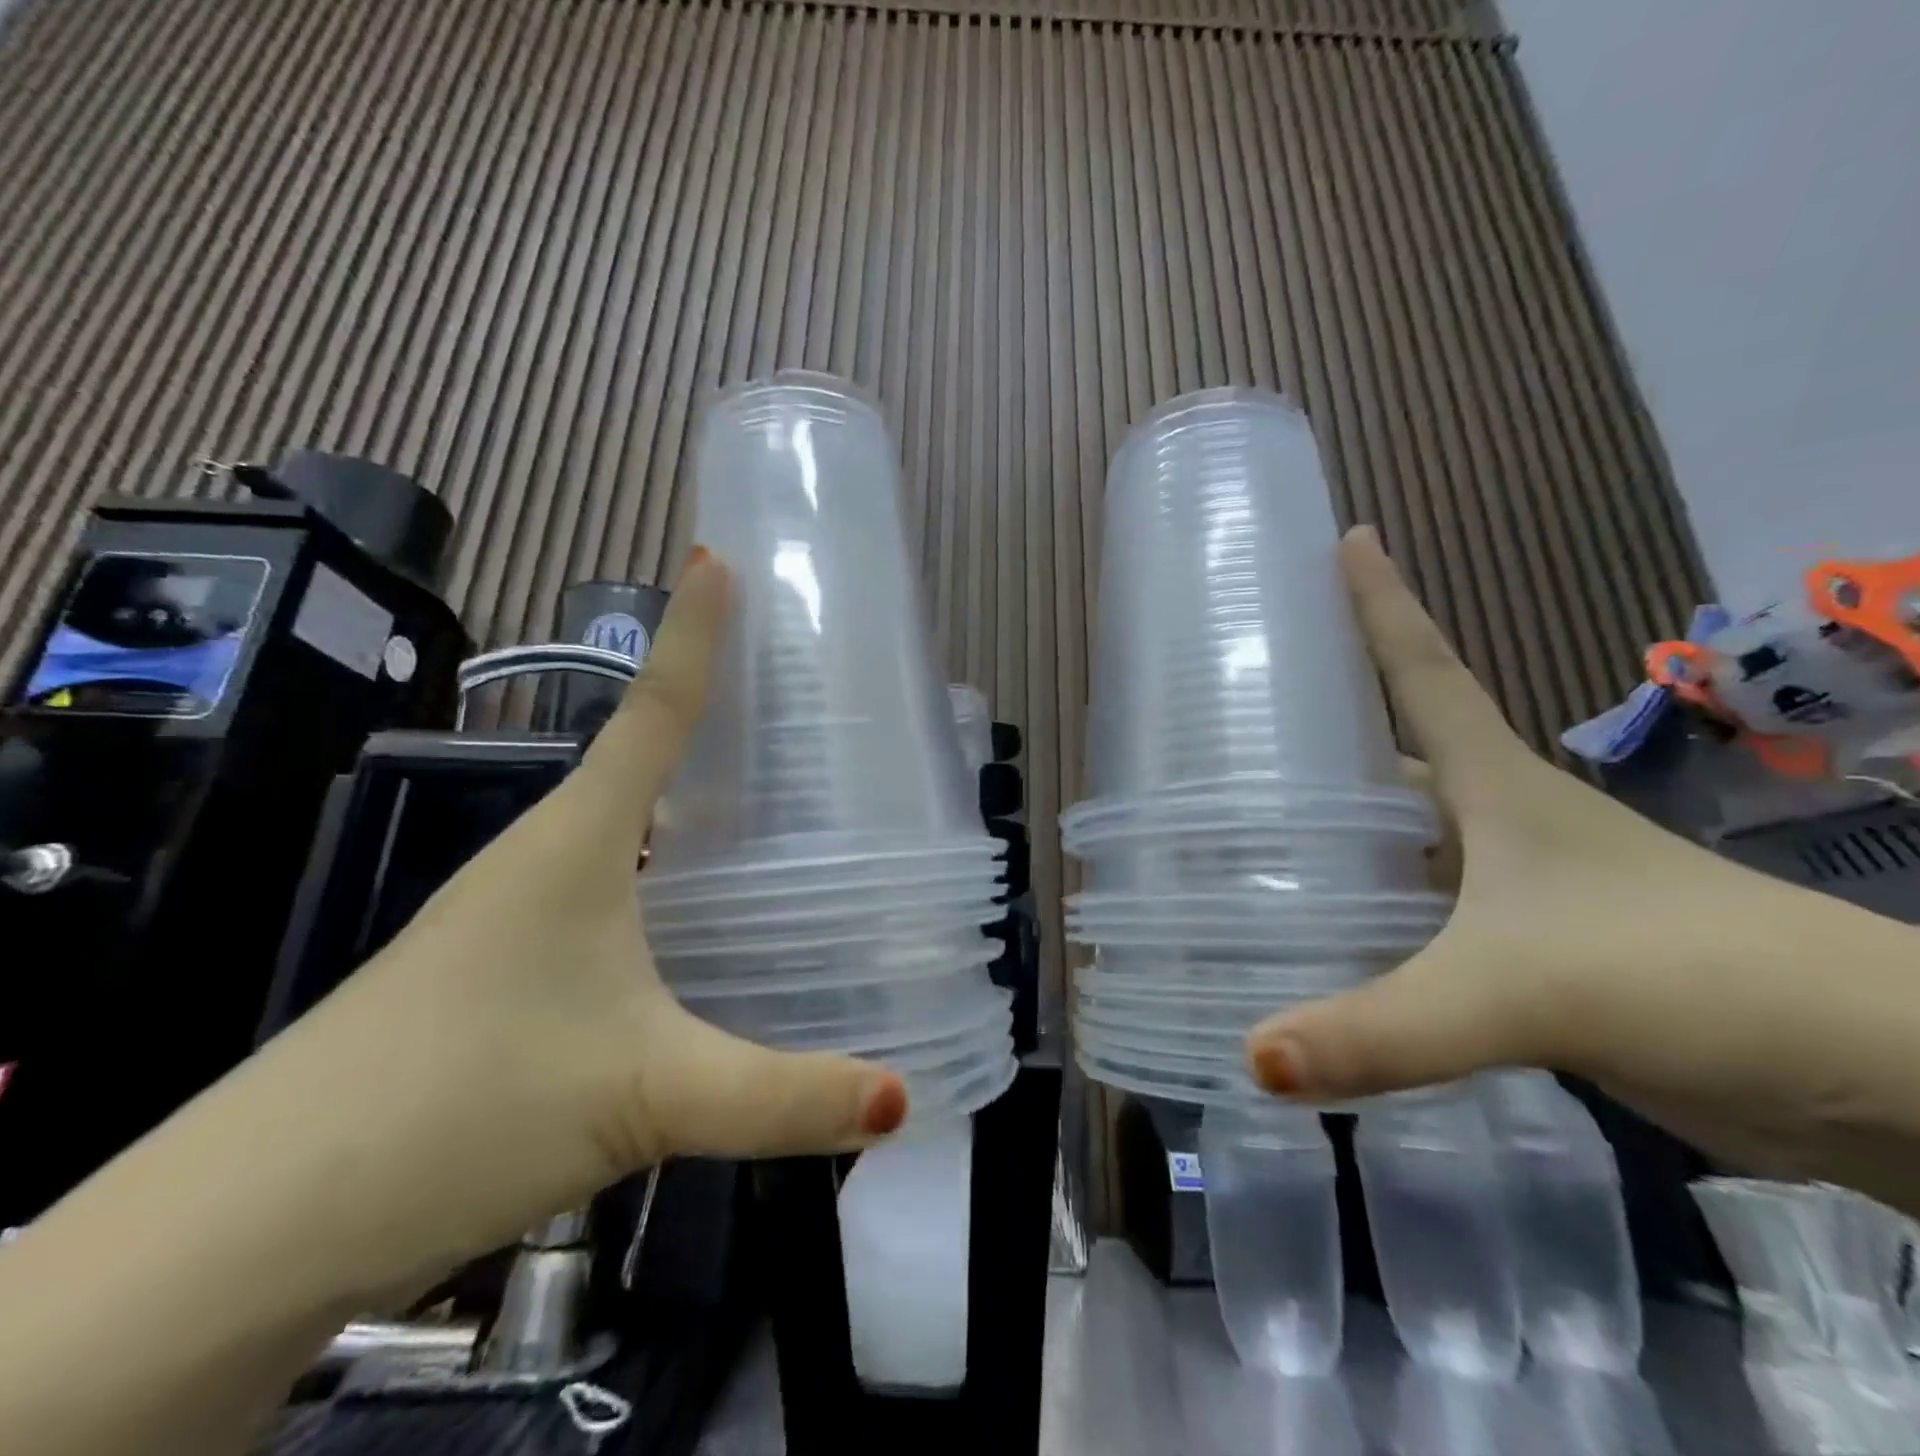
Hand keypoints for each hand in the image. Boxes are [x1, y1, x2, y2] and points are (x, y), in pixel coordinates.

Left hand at [250, 548, 906, 1295]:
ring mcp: (517, 914)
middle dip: (712, 716)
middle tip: (797, 698)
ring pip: (626, 830)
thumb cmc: (458, 1107)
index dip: (692, 634)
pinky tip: (706, 917)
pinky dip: (667, 877)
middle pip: (642, 759)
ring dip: (690, 802)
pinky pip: (611, 892)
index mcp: (575, 841)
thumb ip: (782, 1097)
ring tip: (775, 800)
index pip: (651, 712)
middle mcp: (544, 857)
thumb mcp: (647, 1094)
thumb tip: (898, 1100)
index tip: (719, 559)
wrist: (258, 1222)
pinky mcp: (508, 969)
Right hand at [1246, 528, 1919, 1210]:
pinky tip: (1308, 948)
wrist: (1871, 1081)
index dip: (1381, 604)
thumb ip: (1385, 1028)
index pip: (1422, 672)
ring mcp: (1506, 894)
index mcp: (1493, 787)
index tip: (1345, 538)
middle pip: (1385, 766)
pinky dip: (1360, 928)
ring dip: (1328, 848)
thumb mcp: (1523, 991)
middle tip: (1218, 747)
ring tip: (1236, 851)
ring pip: (1392, 853)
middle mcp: (1492, 825)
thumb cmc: (1690, 975)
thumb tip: (1251, 1055)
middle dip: (1311, 748)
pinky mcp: (1518, 959)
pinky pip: (1412, 926)